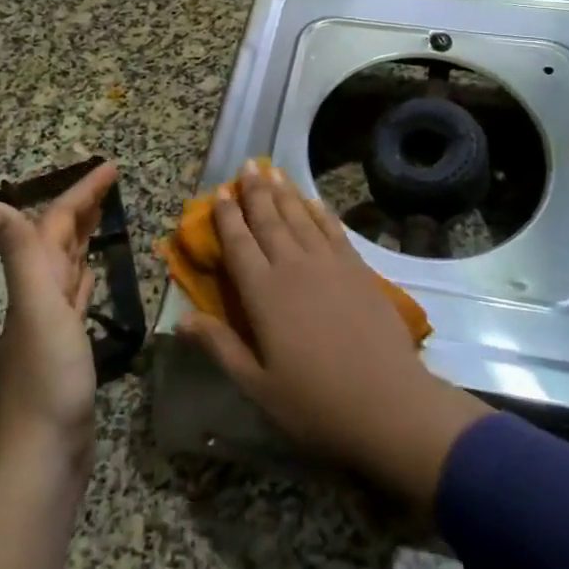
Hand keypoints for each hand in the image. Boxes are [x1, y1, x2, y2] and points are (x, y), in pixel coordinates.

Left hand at [0, 160, 117, 456]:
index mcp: (34, 281)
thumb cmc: (46, 380)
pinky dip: (83, 279)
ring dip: (82, 237)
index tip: (110, 167)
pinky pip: (74, 299)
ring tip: (102, 217)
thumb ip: (19, 255)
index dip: (81, 192)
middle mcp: (39, 296)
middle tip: (109, 182)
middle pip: (59, 239)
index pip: (56, 223)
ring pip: (66, 266)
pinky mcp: (67, 348)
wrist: (41, 457)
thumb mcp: (37, 309)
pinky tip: (89, 275)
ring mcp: (52, 324)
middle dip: (81, 206)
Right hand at [178, 163, 490, 504]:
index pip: (239, 245)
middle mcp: (294, 267)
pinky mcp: (357, 269)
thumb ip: (220, 346)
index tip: (219, 192)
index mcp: (264, 294)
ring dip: (285, 194)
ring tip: (273, 172)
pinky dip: (320, 212)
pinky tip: (313, 202)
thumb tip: (181, 320)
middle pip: (269, 221)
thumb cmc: (314, 402)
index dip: (227, 217)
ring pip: (300, 218)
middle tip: (247, 165)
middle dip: (256, 192)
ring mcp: (329, 264)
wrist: (387, 403)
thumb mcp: (257, 385)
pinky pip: (333, 230)